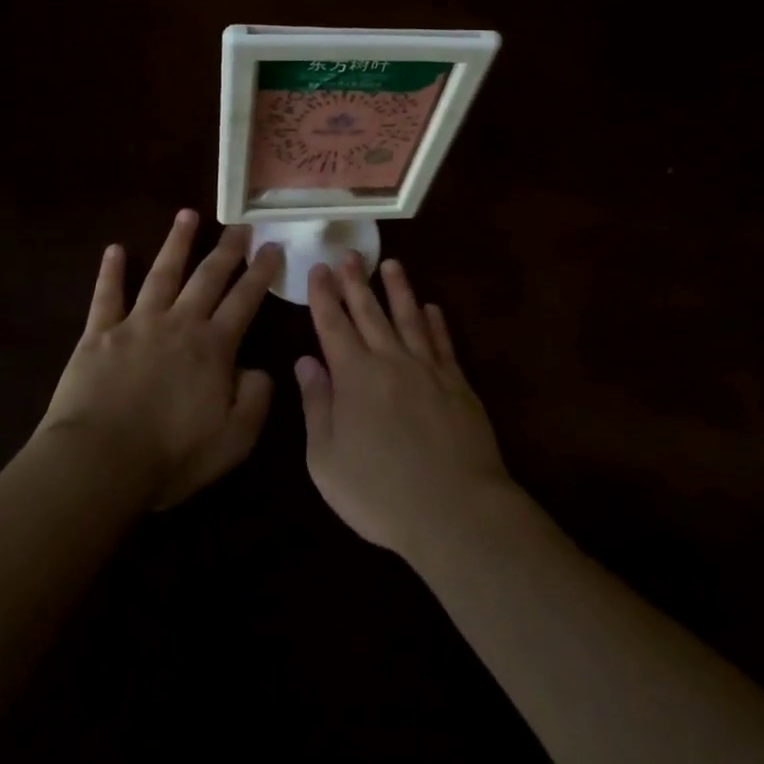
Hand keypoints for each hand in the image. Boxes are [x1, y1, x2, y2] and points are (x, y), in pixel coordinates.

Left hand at [37, 210, 281, 508]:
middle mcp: (180, 324)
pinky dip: (110, 271)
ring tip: (188, 215)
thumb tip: (258, 369)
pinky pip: (106, 296)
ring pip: (162, 273)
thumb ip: (255, 399)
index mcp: (214, 347)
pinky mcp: (99, 334)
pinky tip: (114, 249)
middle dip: (228, 249)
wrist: (99, 462)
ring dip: (176, 243)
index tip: (273, 247)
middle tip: (241, 224)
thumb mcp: (234, 439)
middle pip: (208, 277)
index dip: (261, 273)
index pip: (245, 300)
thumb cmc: (171, 455)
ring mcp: (137, 324)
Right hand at [297, 256, 513, 560]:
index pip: (333, 325)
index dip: (324, 296)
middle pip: (370, 312)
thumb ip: (316, 405)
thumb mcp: (327, 459)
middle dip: (356, 281)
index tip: (319, 269)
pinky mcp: (457, 383)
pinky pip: (443, 342)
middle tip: (349, 254)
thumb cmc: (380, 493)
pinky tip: (432, 307)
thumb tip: (306, 361)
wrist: (455, 510)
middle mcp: (390, 361)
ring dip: (398, 289)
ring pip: (409, 317)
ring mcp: (428, 369)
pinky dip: (436, 322)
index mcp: (354, 377)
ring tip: (391, 264)